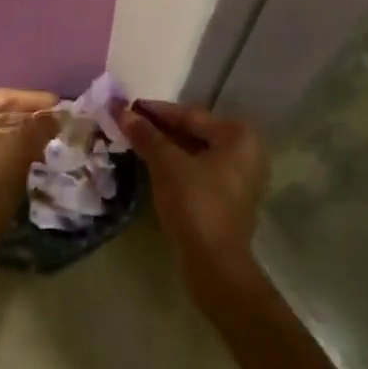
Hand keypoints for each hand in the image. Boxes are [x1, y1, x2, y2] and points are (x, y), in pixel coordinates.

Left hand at [0, 88, 58, 253]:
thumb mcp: (20, 149)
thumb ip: (40, 126)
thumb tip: (55, 115)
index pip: (0, 97)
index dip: (32, 100)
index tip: (58, 104)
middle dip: (23, 117)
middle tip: (53, 120)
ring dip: (13, 133)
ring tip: (44, 135)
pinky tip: (23, 151)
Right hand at [116, 100, 267, 281]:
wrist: (214, 262)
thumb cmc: (194, 203)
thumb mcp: (166, 164)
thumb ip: (145, 135)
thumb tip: (121, 110)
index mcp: (238, 136)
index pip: (190, 115)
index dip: (155, 111)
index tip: (126, 106)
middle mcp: (246, 151)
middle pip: (195, 132)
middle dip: (160, 129)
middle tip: (127, 124)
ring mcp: (240, 177)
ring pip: (196, 153)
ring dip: (166, 148)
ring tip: (135, 142)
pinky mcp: (230, 198)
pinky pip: (199, 171)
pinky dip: (177, 166)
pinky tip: (153, 166)